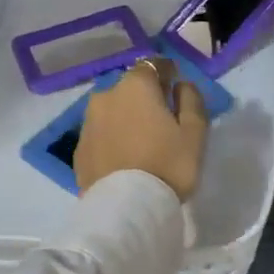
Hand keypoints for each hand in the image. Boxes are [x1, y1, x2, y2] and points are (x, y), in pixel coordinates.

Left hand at [75, 58, 208, 199]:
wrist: (126, 208)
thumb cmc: (168, 164)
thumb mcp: (195, 132)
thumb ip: (191, 100)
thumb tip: (181, 85)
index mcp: (136, 86)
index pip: (153, 65)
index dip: (168, 74)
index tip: (177, 89)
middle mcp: (106, 96)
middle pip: (130, 89)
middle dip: (146, 98)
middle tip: (162, 121)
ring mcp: (88, 123)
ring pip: (113, 111)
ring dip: (127, 118)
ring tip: (142, 142)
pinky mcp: (79, 149)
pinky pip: (101, 134)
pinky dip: (113, 138)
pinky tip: (125, 157)